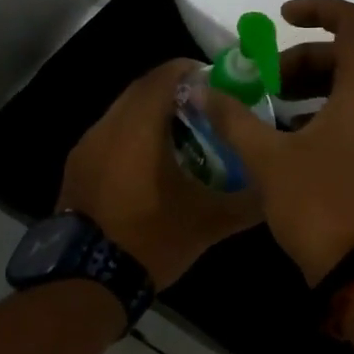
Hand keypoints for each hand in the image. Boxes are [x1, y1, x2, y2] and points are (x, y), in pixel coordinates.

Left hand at [58, 59, 263, 289]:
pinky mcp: (77, 168)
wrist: (85, 282)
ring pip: (124, 112)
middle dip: (176, 93)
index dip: (194, 71)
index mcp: (138, 127)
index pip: (165, 74)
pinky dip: (133, 137)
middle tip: (208, 112)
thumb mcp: (208, 223)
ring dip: (153, 116)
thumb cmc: (149, 239)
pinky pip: (110, 136)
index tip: (220, 86)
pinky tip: (152, 167)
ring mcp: (86, 147)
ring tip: (185, 140)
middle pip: (143, 89)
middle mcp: (107, 126)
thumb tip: (276, 188)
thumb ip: (246, 201)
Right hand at [204, 0, 353, 284]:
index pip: (353, 23)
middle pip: (344, 57)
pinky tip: (288, 142)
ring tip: (269, 112)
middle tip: (262, 85)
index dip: (318, 9)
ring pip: (348, 89)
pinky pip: (353, 117)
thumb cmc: (320, 206)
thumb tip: (201, 90)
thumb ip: (234, 118)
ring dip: (308, 89)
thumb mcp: (268, 159)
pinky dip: (321, 114)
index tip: (282, 19)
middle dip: (299, 61)